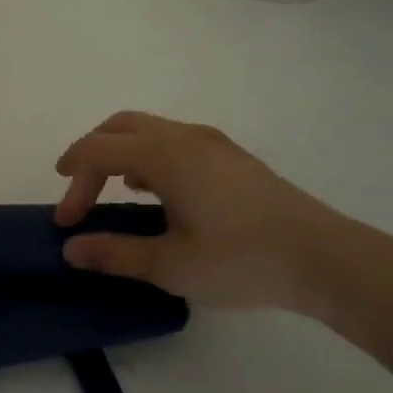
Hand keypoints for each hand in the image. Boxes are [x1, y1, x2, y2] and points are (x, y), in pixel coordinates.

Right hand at [54, 111, 360, 314]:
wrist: (326, 259)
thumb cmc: (242, 260)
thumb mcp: (170, 265)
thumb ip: (114, 253)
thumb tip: (71, 248)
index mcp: (164, 154)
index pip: (97, 151)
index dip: (73, 182)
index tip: (67, 222)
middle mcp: (184, 136)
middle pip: (119, 126)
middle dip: (90, 154)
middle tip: (76, 189)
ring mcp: (212, 143)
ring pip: (149, 129)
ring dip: (120, 152)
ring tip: (111, 190)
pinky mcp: (232, 157)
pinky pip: (174, 140)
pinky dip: (148, 155)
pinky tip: (156, 191)